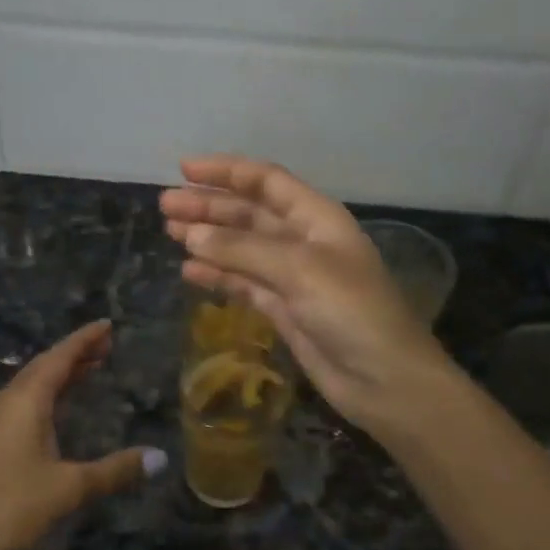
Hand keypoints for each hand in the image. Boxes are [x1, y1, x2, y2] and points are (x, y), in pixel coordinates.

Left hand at [0, 320, 160, 549]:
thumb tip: (161, 458)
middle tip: (106, 346)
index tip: (106, 324)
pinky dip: (45, 396)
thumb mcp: (71, 487)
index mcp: (23, 401)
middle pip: (42, 367)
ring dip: (59, 376)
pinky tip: (57, 410)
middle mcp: (4, 402)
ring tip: (89, 369)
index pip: (58, 358)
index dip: (83, 340)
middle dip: (74, 355)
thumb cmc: (15, 508)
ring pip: (29, 386)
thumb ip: (116, 470)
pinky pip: (20, 404)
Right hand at [161, 156, 456, 435]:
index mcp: (317, 218)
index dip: (226, 172)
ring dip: (208, 238)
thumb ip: (243, 249)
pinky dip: (217, 275)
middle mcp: (303, 240)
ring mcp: (292, 277)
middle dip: (209, 206)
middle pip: (248, 213)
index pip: (266, 182)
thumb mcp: (299, 270)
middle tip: (165, 205)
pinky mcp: (283, 309)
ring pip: (241, 248)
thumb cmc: (351, 311)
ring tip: (169, 232)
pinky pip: (243, 283)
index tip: (184, 169)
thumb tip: (191, 234)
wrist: (384, 380)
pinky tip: (190, 271)